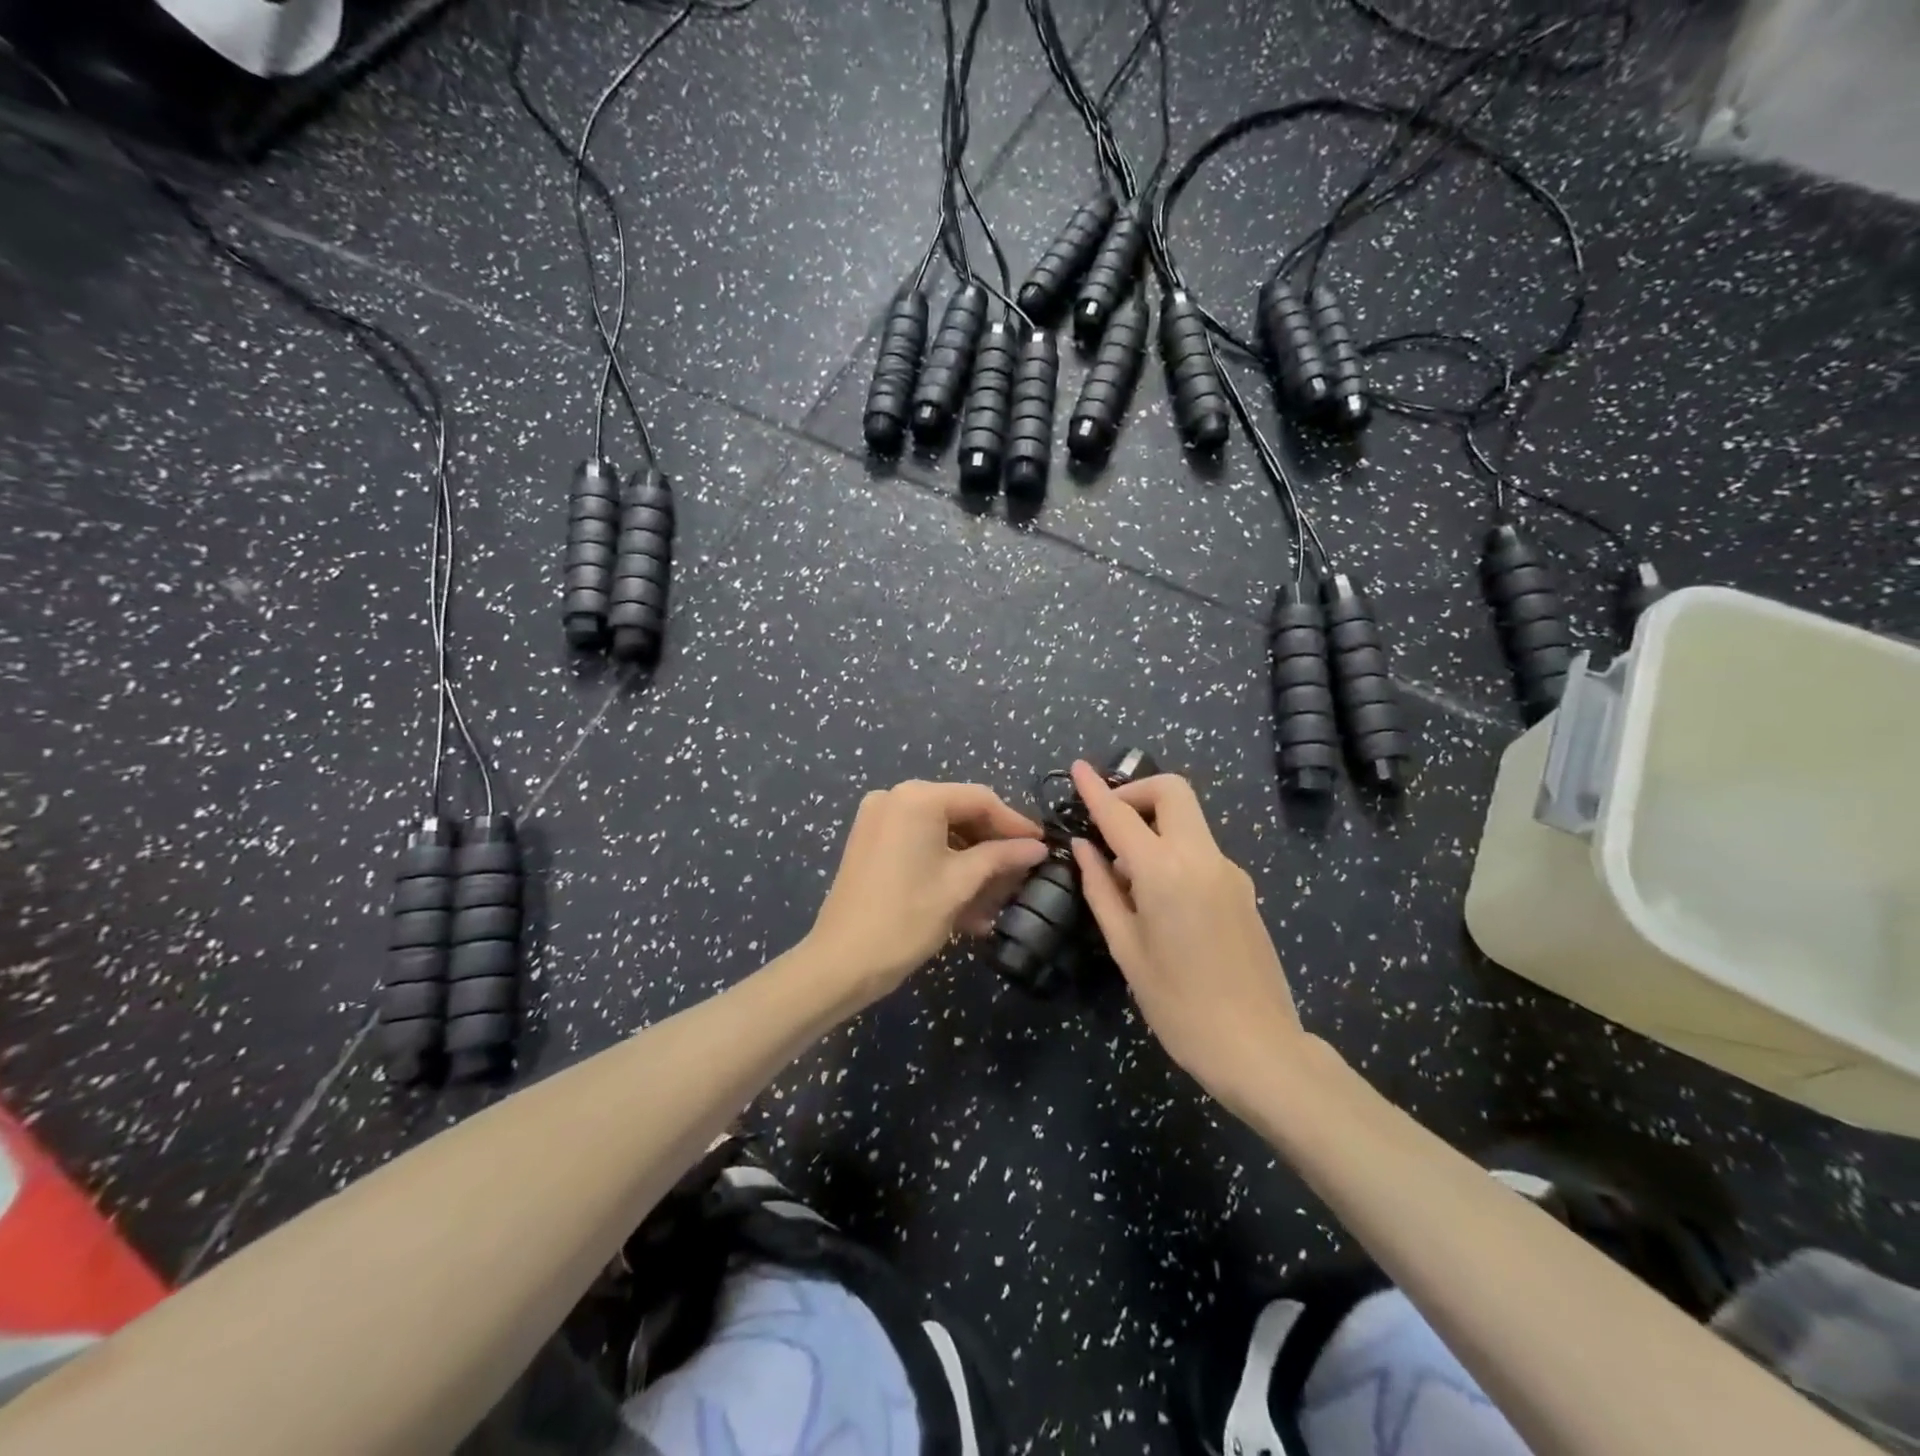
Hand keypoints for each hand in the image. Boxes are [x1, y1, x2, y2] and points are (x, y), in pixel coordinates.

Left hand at [807, 781, 1049, 999]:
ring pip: (940, 832)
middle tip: (1023, 870)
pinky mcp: (870, 843)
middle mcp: (894, 797)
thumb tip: (1037, 847)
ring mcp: (878, 820)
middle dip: (991, 844)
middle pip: (959, 812)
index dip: (1014, 823)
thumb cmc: (906, 917)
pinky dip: (944, 865)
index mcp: (916, 798)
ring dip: (970, 860)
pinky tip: (969, 900)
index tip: (1042, 846)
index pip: (979, 799)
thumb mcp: (960, 884)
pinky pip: (918, 844)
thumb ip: (1001, 857)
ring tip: (999, 894)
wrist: (841, 962)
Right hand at [1068, 762, 1302, 1113]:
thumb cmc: (1178, 1005)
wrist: (1258, 1048)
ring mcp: (1229, 870)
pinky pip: (1200, 850)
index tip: (1077, 767)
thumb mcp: (1126, 949)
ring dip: (1153, 826)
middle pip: (1172, 792)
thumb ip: (1101, 889)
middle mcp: (1202, 857)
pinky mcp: (1243, 888)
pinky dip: (1172, 852)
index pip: (1121, 815)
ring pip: (1187, 820)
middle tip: (1108, 823)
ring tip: (1125, 877)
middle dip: (1136, 792)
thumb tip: (1085, 847)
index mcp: (1165, 872)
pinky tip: (1158, 899)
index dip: (1095, 789)